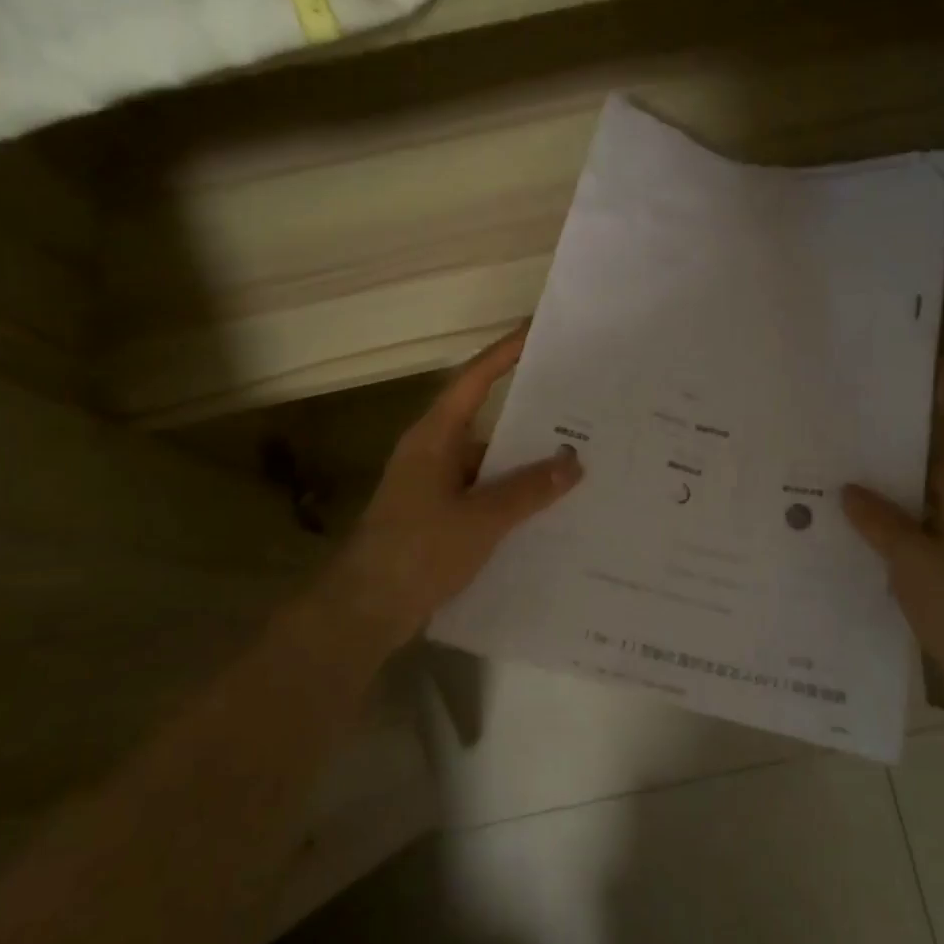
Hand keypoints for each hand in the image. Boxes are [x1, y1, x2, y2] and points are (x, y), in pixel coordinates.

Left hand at [332, 325, 583, 648]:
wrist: (364, 612)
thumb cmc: (417, 552)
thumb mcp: (481, 520)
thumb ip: (528, 490)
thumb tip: (573, 462)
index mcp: (435, 437)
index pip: (474, 380)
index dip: (505, 352)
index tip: (538, 331)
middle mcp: (434, 451)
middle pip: (487, 418)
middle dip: (530, 413)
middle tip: (579, 402)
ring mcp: (435, 484)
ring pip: (489, 460)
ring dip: (525, 461)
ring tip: (577, 457)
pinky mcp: (439, 514)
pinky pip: (484, 491)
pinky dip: (513, 494)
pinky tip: (549, 506)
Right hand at [842, 362, 943, 725]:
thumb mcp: (914, 561)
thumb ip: (880, 522)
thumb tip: (848, 490)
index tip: (923, 356)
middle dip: (913, 419)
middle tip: (865, 398)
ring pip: (931, 484)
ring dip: (899, 465)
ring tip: (850, 446)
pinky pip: (922, 519)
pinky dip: (895, 508)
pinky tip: (858, 513)